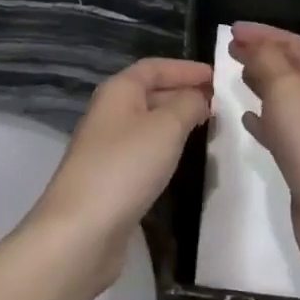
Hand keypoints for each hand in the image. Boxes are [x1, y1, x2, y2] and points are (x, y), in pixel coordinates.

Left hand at [29, 57, 212, 292]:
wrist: (81, 231)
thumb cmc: (125, 167)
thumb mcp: (166, 128)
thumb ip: (187, 105)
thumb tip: (199, 96)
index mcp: (118, 91)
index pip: (154, 67)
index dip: (185, 68)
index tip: (216, 76)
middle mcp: (109, 112)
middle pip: (150, 92)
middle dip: (183, 93)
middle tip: (218, 104)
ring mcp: (107, 146)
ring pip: (148, 123)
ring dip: (176, 121)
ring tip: (207, 128)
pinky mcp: (110, 178)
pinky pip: (144, 150)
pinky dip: (165, 147)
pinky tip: (181, 159)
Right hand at [228, 23, 299, 282]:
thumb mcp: (286, 89)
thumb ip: (267, 60)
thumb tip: (254, 44)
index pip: (292, 43)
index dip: (263, 32)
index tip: (232, 30)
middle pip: (289, 68)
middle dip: (261, 54)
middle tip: (230, 50)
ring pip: (284, 98)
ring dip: (261, 83)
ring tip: (236, 77)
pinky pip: (280, 130)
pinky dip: (262, 120)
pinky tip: (246, 121)